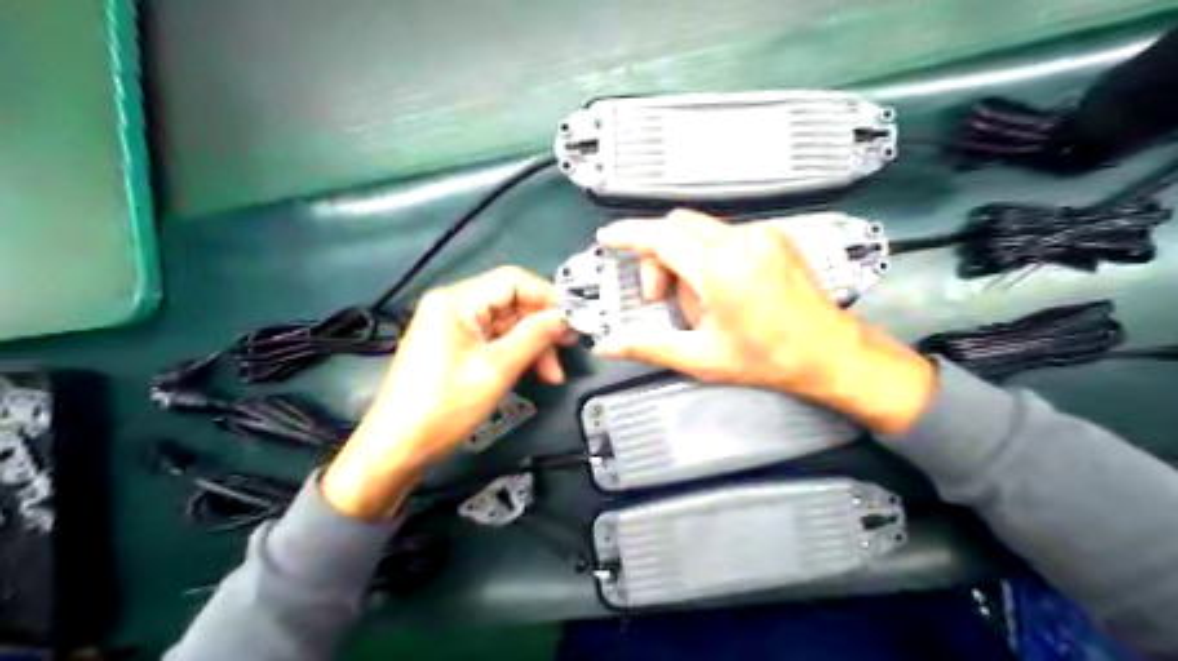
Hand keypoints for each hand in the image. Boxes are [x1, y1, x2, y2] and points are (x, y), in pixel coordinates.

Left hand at [320, 265, 571, 519]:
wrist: (397, 448)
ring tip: (552, 375)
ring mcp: (453, 327)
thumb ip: (534, 337)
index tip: (574, 322)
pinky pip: (493, 341)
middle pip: (511, 303)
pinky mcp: (454, 347)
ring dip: (532, 346)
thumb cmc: (445, 406)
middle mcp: (453, 305)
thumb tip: (565, 317)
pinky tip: (532, 374)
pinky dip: (515, 355)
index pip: (513, 280)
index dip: (547, 297)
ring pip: (506, 325)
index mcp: (456, 300)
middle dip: (541, 328)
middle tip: (567, 353)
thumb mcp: (496, 369)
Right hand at [594, 211, 935, 436]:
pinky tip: (721, 289)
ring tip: (698, 301)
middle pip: (678, 227)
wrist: (829, 352)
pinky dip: (709, 255)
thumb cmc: (767, 359)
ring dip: (684, 258)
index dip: (628, 235)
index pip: (661, 237)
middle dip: (657, 256)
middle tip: (659, 297)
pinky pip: (725, 235)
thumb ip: (648, 346)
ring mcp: (762, 234)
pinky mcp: (774, 237)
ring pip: (701, 230)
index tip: (607, 238)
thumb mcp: (701, 357)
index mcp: (720, 268)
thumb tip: (607, 345)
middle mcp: (741, 240)